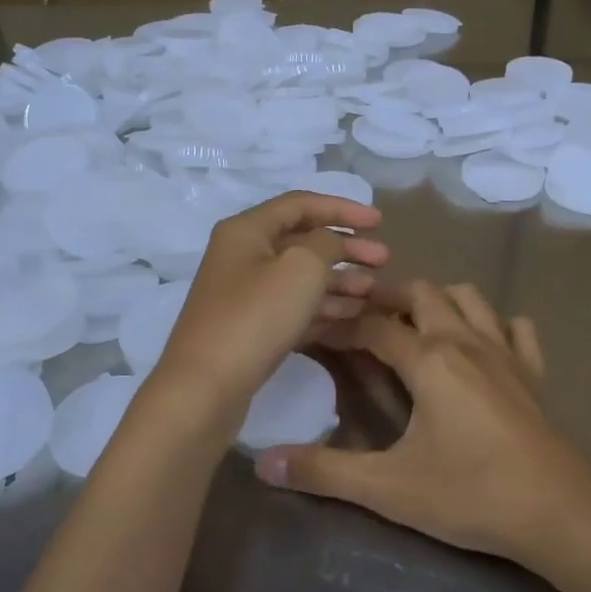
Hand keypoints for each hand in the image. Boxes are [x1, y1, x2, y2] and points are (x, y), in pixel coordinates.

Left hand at [151, 191, 387, 421]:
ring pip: (300, 276)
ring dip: (339, 279)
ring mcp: (244, 293)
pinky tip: (352, 314)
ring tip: (372, 291)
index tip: (380, 222)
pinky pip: (293, 306)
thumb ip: (325, 244)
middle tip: (384, 260)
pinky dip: (323, 306)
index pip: (301, 204)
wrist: (206, 387)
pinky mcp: (250, 327)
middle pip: (303, 241)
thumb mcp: (301, 267)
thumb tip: (330, 243)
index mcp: (247, 229)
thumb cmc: (256, 316)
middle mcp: (242, 254)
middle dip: (346, 248)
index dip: (343, 209)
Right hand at [252, 281, 590, 562]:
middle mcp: (465, 342)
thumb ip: (324, 473)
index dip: (340, 324)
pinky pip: (517, 330)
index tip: (314, 328)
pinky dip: (496, 325)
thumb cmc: (471, 495)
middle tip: (361, 319)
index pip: (373, 326)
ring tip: (416, 324)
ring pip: (470, 299)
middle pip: (422, 295)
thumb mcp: (388, 488)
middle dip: (388, 298)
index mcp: (429, 359)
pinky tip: (484, 344)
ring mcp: (506, 353)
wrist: (560, 515)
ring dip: (439, 301)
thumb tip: (263, 463)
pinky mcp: (534, 375)